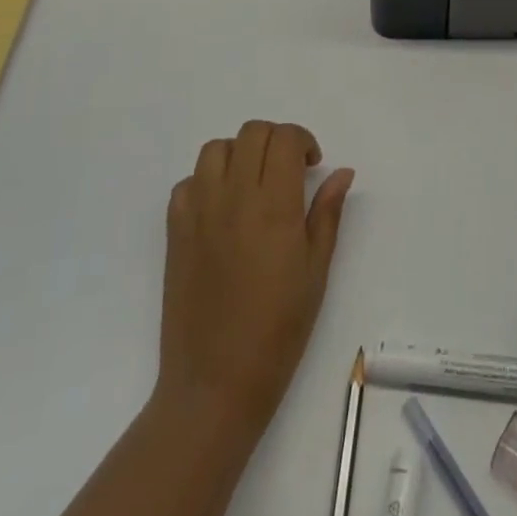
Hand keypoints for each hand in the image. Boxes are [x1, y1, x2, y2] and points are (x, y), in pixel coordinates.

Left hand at [156, 121, 354, 435]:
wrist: (214, 383)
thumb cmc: (278, 331)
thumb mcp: (316, 272)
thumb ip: (327, 213)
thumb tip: (342, 172)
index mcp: (274, 206)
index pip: (285, 138)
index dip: (303, 140)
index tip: (311, 165)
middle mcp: (233, 196)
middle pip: (252, 133)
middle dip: (275, 141)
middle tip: (288, 172)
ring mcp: (199, 211)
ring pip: (216, 148)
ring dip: (239, 154)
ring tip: (253, 184)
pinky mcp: (174, 230)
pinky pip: (188, 182)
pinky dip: (206, 181)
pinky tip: (221, 209)